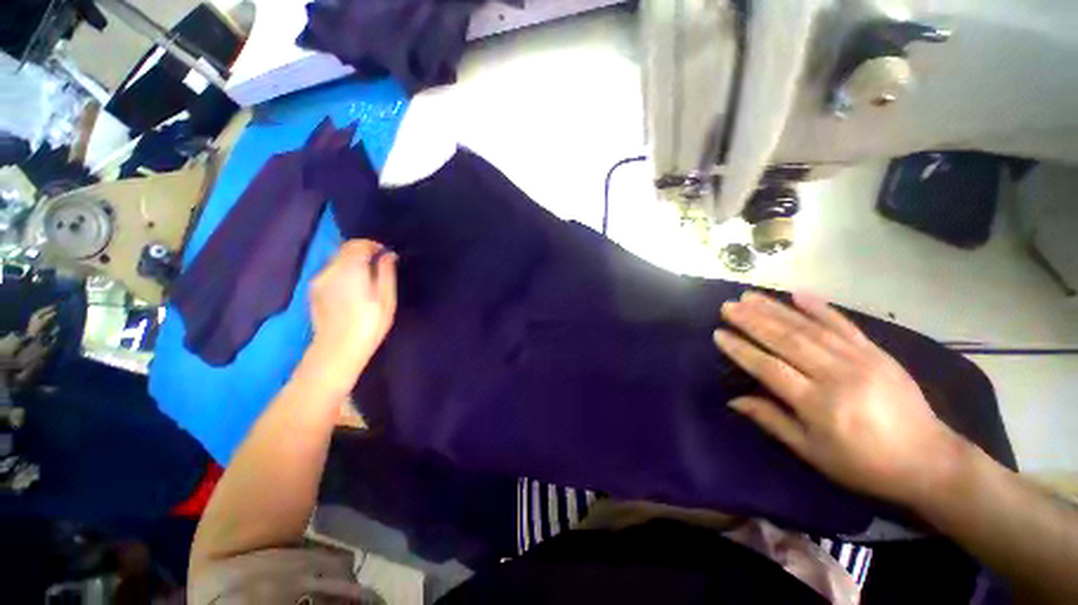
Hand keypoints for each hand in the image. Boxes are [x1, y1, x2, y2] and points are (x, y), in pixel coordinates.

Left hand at [307, 240, 396, 391]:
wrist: (337, 350)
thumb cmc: (369, 325)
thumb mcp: (386, 299)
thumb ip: (386, 273)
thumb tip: (388, 255)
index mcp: (349, 270)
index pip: (358, 245)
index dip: (373, 245)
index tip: (386, 254)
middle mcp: (329, 270)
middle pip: (344, 250)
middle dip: (362, 252)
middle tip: (379, 265)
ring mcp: (318, 280)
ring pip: (336, 260)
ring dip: (352, 262)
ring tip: (367, 277)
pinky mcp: (313, 290)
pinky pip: (330, 271)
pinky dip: (342, 271)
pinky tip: (352, 288)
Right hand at [713, 291, 966, 507]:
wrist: (930, 460)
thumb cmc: (863, 464)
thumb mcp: (813, 452)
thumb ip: (772, 421)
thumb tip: (734, 399)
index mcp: (820, 405)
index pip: (770, 369)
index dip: (741, 350)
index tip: (719, 334)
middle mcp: (837, 376)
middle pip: (787, 341)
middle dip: (752, 321)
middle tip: (727, 306)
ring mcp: (860, 360)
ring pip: (809, 328)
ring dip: (775, 309)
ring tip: (749, 296)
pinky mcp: (877, 352)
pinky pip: (843, 324)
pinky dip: (819, 307)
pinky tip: (797, 294)